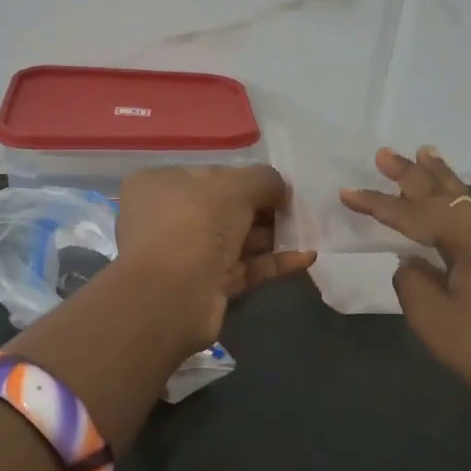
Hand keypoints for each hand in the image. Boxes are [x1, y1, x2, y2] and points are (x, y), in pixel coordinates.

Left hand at [115, 164, 316, 348]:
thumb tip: (280, 188)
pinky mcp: (204, 287)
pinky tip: (306, 257)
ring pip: (236, 241)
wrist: (171, 296)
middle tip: (299, 211)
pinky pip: (242, 268)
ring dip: (272, 236)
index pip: (211, 175)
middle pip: (225, 209)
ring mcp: (185, 255)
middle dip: (264, 210)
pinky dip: (272, 262)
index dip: (247, 179)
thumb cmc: (195, 223)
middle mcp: (168, 218)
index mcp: (161, 185)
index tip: (280, 187)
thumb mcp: (235, 187)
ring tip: (309, 232)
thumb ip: (263, 180)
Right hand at [340, 147, 470, 436]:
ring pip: (466, 200)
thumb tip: (411, 261)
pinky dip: (456, 204)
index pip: (416, 213)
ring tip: (421, 152)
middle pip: (446, 193)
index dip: (378, 204)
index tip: (345, 192)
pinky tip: (448, 195)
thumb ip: (410, 279)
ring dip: (438, 181)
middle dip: (412, 174)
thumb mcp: (433, 318)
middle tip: (383, 153)